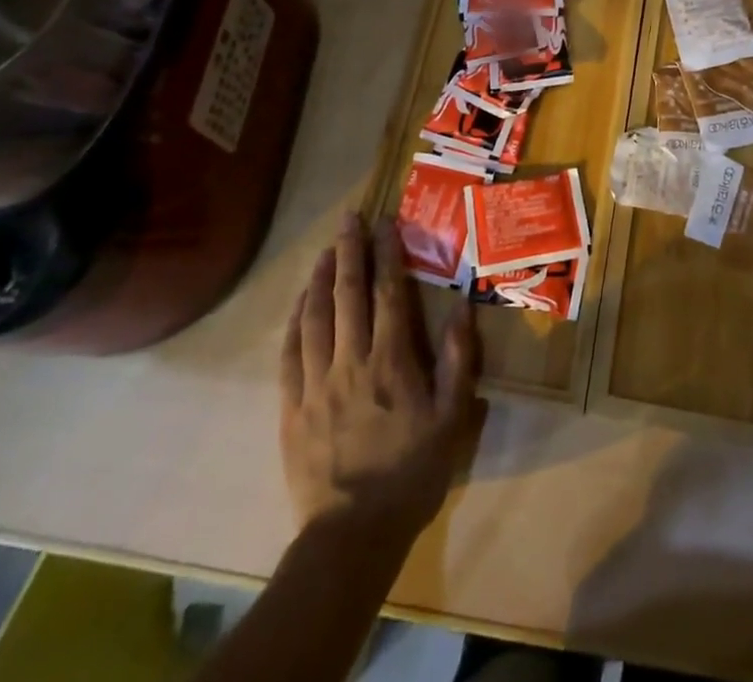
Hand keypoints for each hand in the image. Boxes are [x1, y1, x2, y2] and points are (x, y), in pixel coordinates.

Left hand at [280, 212, 480, 540]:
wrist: (351, 535)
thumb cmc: (410, 473)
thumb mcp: (451, 420)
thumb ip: (457, 361)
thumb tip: (462, 308)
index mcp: (391, 361)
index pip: (389, 293)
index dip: (387, 254)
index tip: (385, 223)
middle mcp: (351, 361)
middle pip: (348, 294)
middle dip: (349, 251)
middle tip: (349, 218)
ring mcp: (316, 383)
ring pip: (314, 317)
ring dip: (319, 278)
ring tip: (325, 250)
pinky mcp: (292, 407)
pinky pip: (290, 353)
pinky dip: (295, 321)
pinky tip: (299, 304)